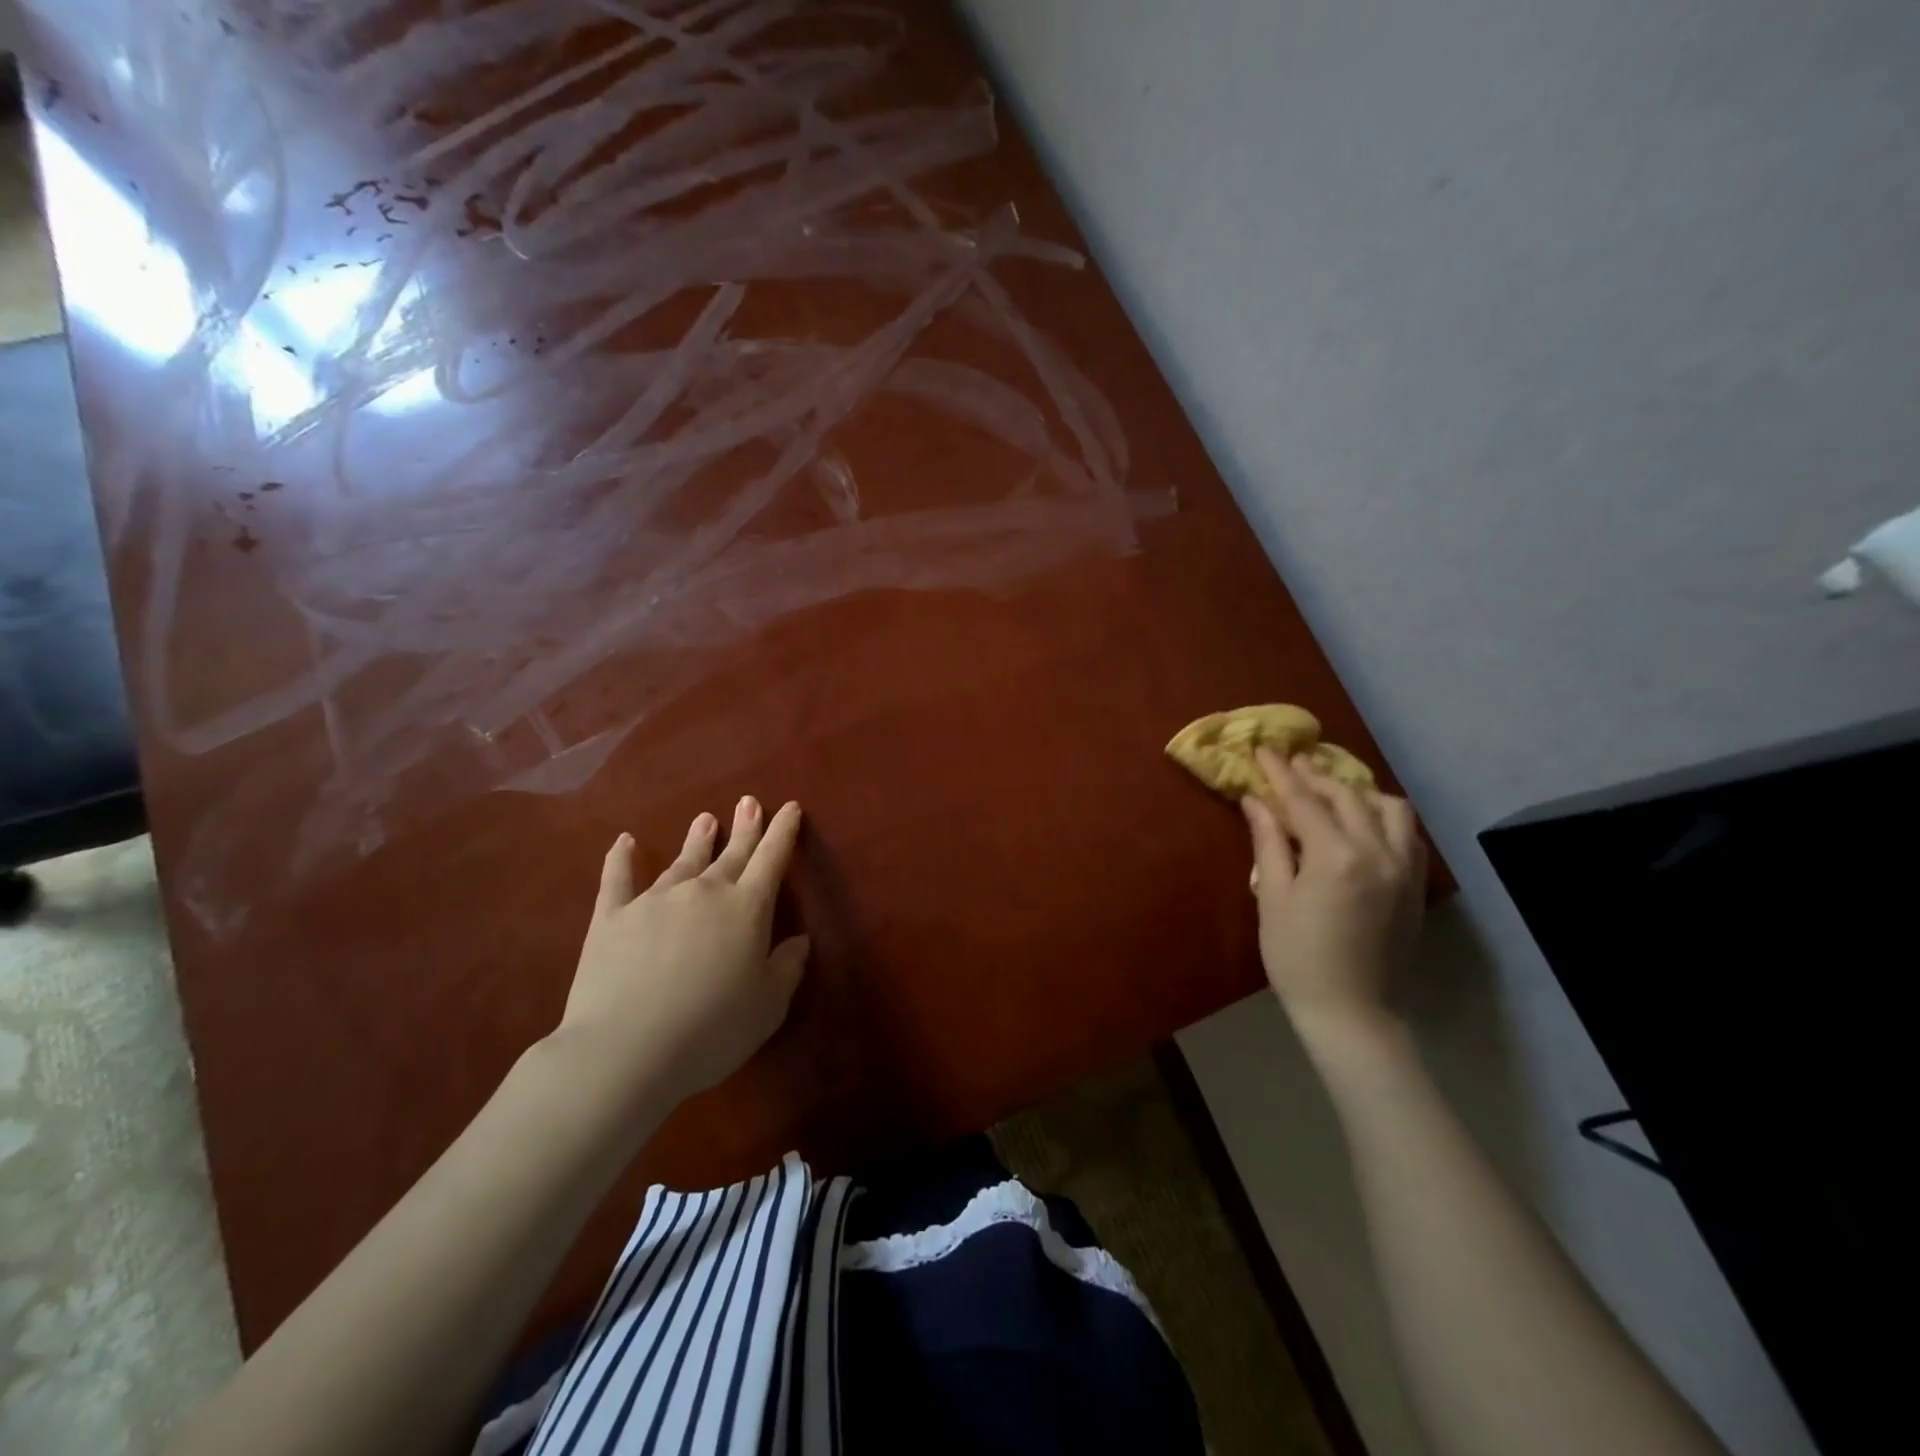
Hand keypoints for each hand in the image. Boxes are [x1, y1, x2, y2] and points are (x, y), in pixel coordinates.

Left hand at [553, 797, 809, 1108]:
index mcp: (746, 909)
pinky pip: (618, 879)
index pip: (772, 859)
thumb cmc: (711, 1030)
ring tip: (705, 819)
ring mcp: (655, 900)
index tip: (789, 807)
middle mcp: (703, 892)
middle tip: (749, 802)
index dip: (783, 832)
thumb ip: (787, 968)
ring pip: (683, 861)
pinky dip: (621, 858)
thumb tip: (800, 940)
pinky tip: (623, 841)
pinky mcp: (612, 917)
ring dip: (697, 839)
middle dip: (745, 827)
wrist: (626, 1050)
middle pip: (731, 853)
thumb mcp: (768, 1006)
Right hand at [1241, 750, 1425, 1046]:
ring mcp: (1404, 868)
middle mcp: (1378, 852)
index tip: (1263, 749)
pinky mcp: (1415, 886)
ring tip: (1330, 794)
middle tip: (1290, 766)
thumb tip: (1255, 801)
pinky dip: (1383, 817)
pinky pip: (1406, 834)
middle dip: (1316, 776)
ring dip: (1358, 792)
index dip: (1281, 772)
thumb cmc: (1297, 958)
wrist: (1352, 1012)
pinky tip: (1362, 825)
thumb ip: (1269, 842)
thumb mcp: (1273, 897)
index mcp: (1336, 856)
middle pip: (1348, 795)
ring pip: (1390, 808)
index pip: (1304, 799)